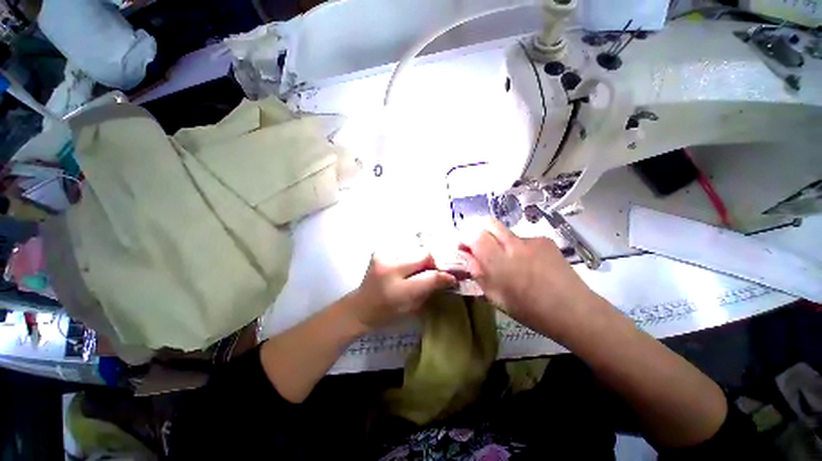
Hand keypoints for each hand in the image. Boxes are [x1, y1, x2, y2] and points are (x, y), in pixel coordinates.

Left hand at [351, 253, 456, 329]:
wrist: (361, 307)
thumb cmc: (387, 312)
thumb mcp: (413, 307)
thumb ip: (431, 289)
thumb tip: (449, 276)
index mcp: (398, 290)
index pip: (430, 276)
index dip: (444, 274)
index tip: (453, 275)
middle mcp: (390, 267)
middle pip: (424, 254)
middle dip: (435, 259)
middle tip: (442, 264)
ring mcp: (383, 255)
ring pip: (415, 246)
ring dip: (425, 253)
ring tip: (430, 259)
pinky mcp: (380, 250)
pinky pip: (403, 244)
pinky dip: (413, 248)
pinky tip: (415, 254)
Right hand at [458, 218, 602, 339]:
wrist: (574, 310)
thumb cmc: (530, 310)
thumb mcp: (496, 297)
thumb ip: (478, 273)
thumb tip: (466, 257)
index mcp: (500, 263)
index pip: (475, 235)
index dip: (465, 238)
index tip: (463, 249)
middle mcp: (514, 245)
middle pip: (489, 223)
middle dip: (479, 232)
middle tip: (481, 248)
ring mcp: (532, 240)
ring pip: (505, 232)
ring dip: (499, 241)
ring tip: (509, 261)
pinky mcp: (545, 240)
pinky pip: (522, 239)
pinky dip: (517, 247)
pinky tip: (528, 263)